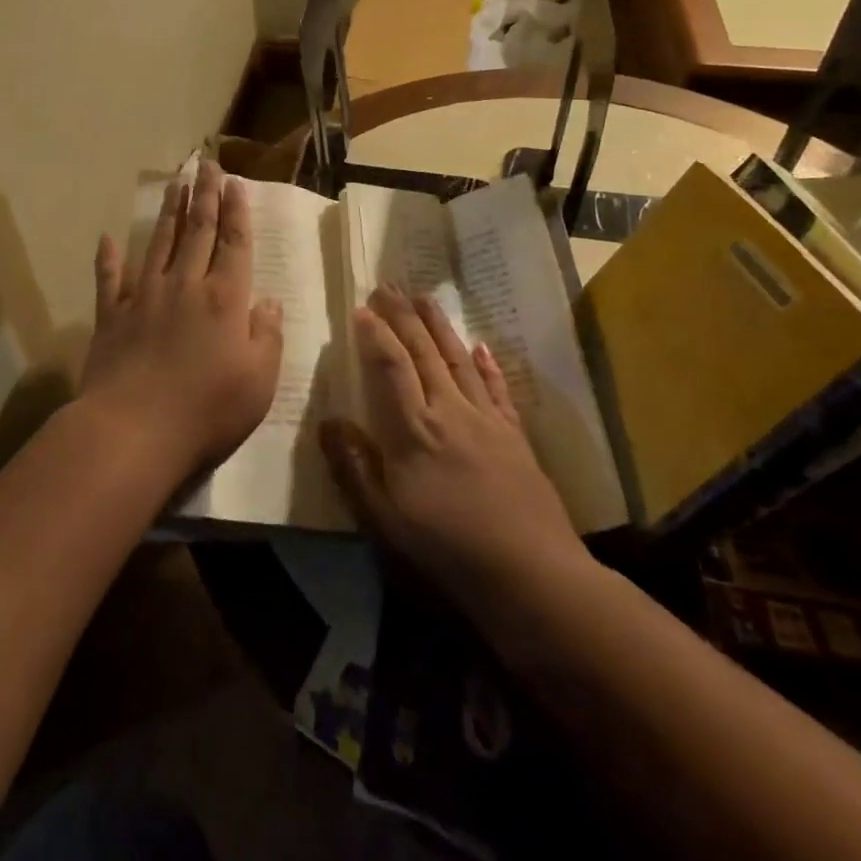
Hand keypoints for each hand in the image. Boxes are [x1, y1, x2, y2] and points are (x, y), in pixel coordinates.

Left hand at [80, 161, 283, 484]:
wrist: (133, 432)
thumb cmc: (207, 411)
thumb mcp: (259, 381)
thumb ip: (267, 336)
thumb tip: (268, 302)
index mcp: (224, 299)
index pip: (233, 243)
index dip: (236, 211)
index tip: (235, 183)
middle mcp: (185, 286)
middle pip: (197, 231)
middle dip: (204, 196)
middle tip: (206, 165)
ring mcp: (144, 298)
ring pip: (159, 244)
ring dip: (169, 213)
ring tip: (175, 184)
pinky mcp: (112, 317)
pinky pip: (110, 281)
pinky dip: (108, 259)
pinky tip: (107, 239)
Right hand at [321, 285, 588, 615]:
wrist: (531, 575)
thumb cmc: (447, 548)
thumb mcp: (384, 519)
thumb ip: (355, 467)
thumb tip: (329, 422)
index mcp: (414, 430)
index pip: (391, 367)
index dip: (376, 335)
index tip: (362, 307)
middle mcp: (450, 412)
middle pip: (424, 353)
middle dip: (404, 317)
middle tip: (389, 285)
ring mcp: (486, 420)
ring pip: (458, 360)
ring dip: (440, 326)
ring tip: (425, 297)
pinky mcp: (515, 436)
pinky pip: (497, 389)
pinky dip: (487, 364)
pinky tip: (480, 346)